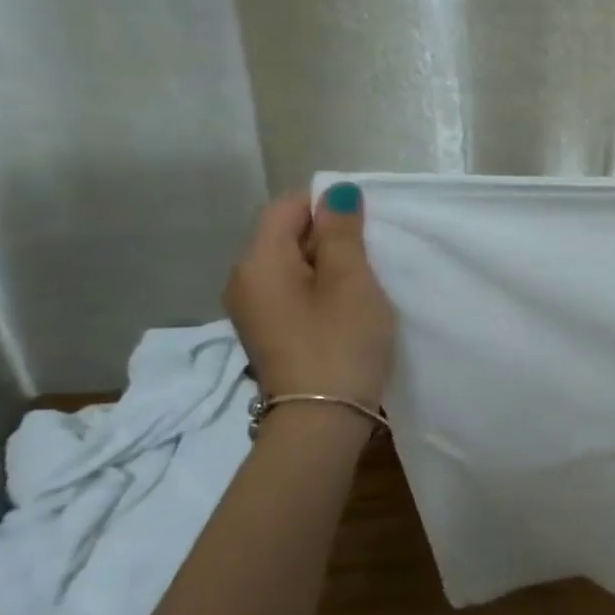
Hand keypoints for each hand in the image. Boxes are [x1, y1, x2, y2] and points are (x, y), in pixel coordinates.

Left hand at [223, 183, 394, 406]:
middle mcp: (243, 280)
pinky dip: (318, 291)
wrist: (321, 421)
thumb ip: (342, 232)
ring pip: (291, 266)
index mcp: (258, 261)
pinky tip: (345, 311)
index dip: (327, 206)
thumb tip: (336, 192)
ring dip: (327, 267)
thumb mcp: (351, 281)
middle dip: (328, 237)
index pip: (286, 206)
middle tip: (371, 259)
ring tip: (362, 286)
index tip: (365, 230)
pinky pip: (291, 293)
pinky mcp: (267, 334)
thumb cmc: (341, 343)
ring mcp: (252, 311)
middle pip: (285, 235)